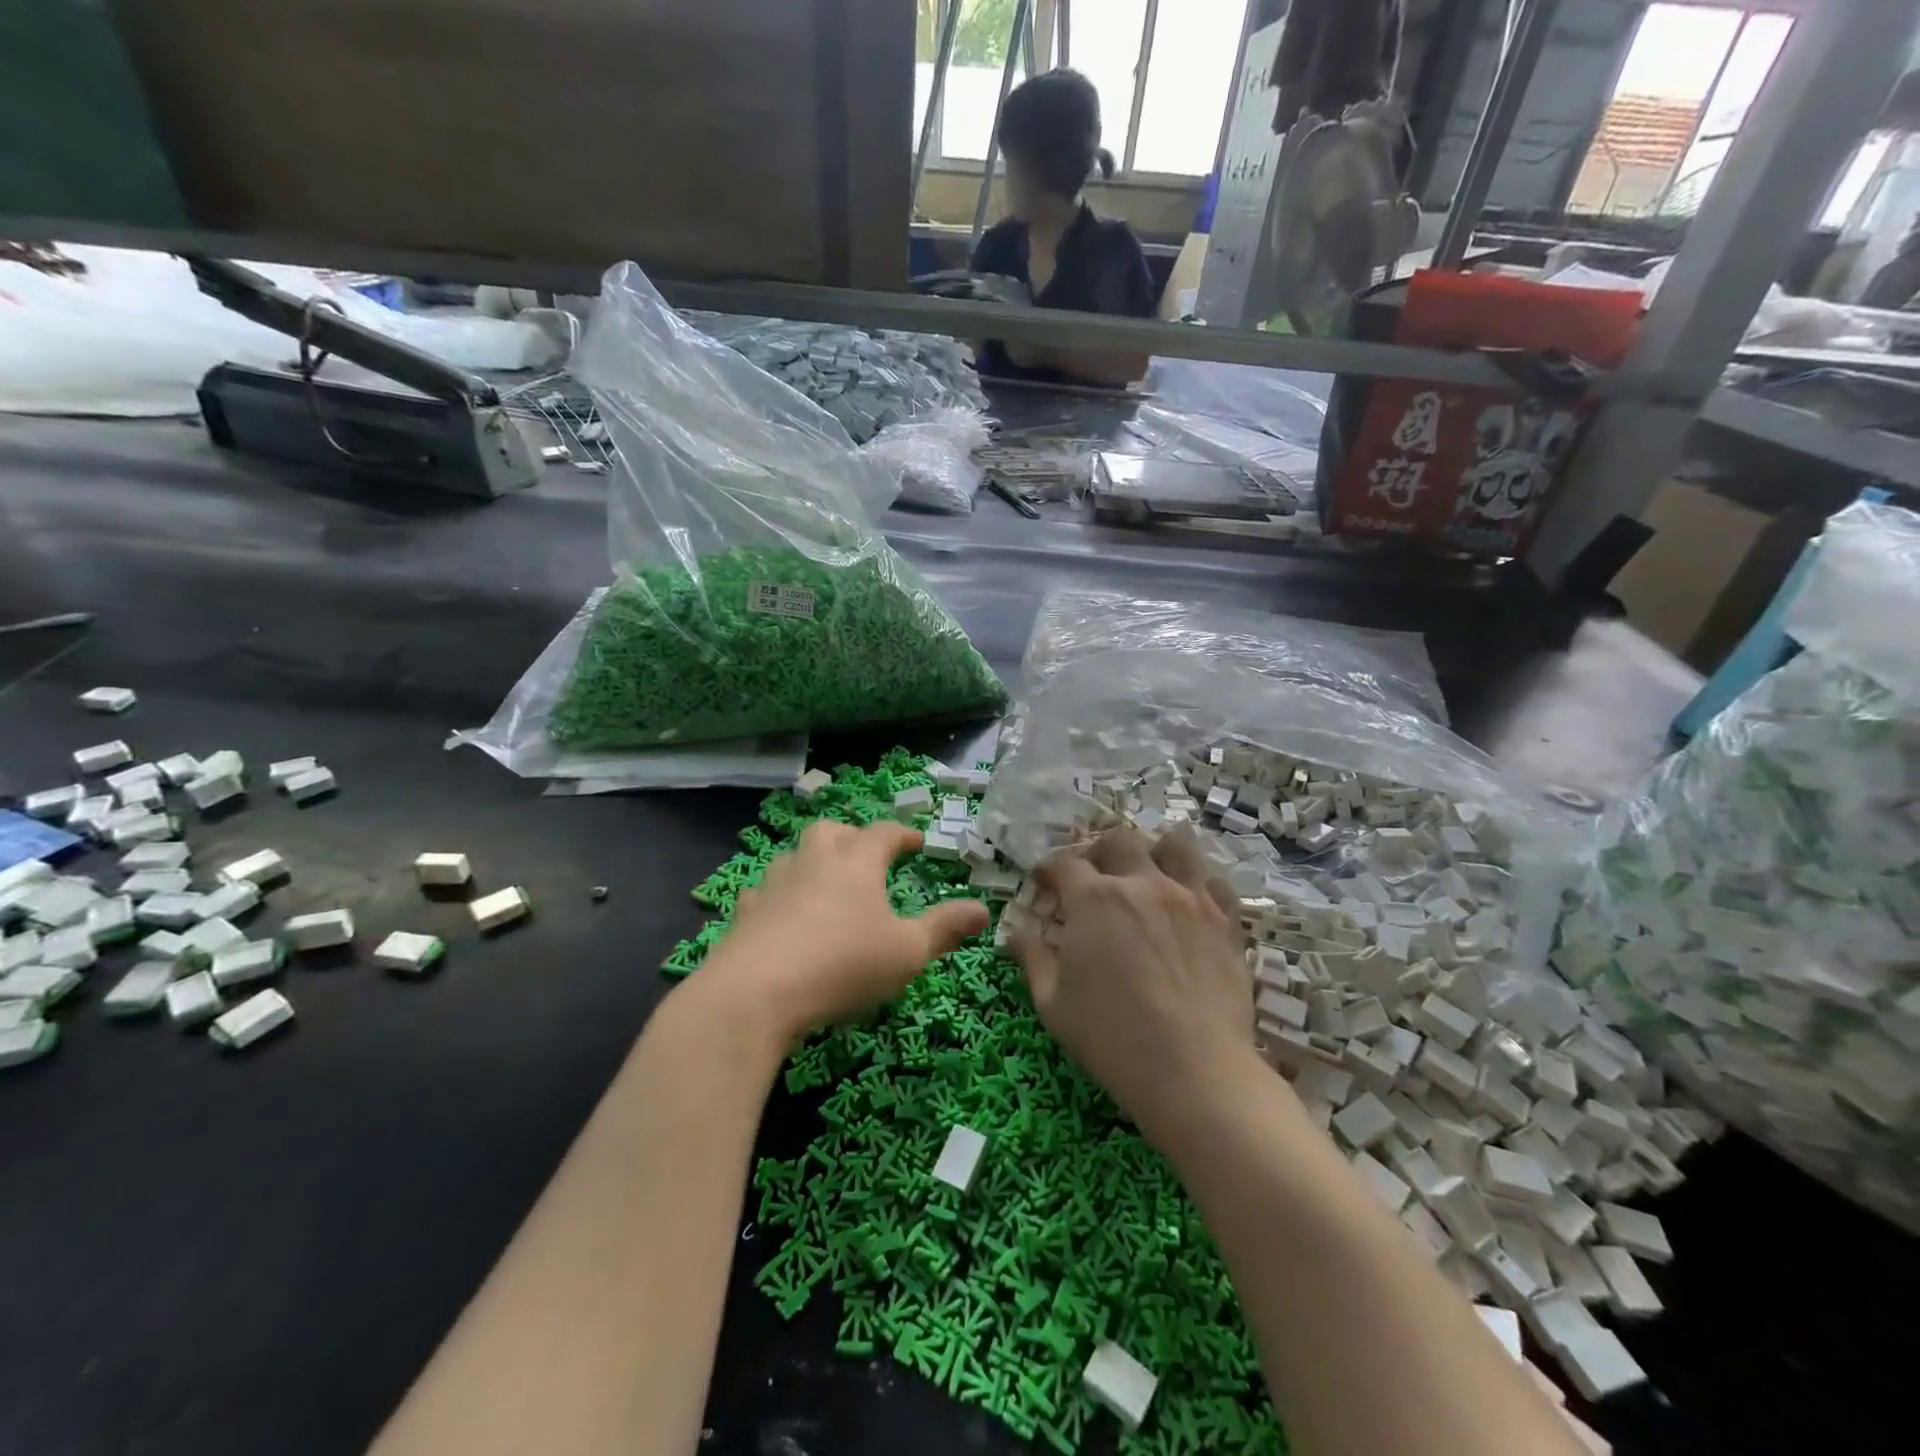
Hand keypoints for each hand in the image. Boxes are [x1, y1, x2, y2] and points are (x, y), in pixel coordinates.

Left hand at [701, 820, 988, 1042]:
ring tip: (826, 885)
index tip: (916, 843)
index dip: (903, 835)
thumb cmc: (843, 965)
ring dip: (812, 863)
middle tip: (866, 858)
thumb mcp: (908, 952)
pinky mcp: (745, 913)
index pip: (884, 833)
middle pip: (832, 832)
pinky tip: (781, 916)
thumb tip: (983, 909)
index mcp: (856, 863)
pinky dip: (778, 897)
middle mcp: (814, 862)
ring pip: (795, 856)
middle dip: (852, 838)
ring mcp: (774, 884)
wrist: (755, 993)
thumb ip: (945, 928)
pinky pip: (764, 892)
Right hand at [1010, 826, 1255, 1143]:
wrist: (1195, 1072)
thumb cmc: (1111, 1038)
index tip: (1045, 883)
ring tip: (1148, 875)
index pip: (1065, 862)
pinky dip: (1197, 884)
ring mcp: (1190, 898)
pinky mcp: (1225, 921)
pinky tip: (1189, 904)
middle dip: (1099, 852)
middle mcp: (1142, 884)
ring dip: (1155, 852)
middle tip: (1094, 878)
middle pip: (1118, 840)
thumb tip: (1018, 930)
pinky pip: (1214, 882)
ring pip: (1174, 846)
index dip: (1050, 869)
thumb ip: (1032, 956)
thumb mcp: (1052, 1002)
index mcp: (1094, 899)